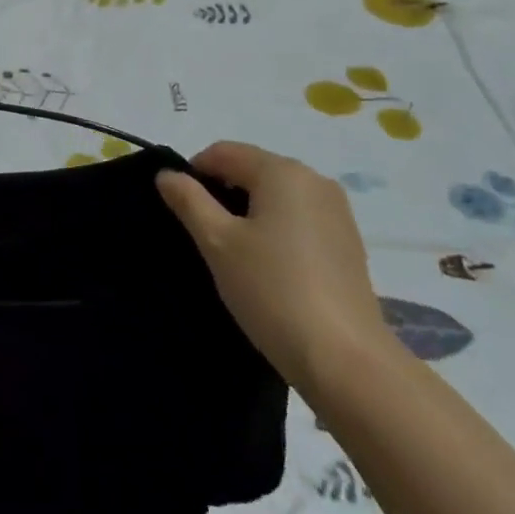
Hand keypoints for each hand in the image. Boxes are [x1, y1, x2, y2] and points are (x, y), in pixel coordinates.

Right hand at [157, 142, 389, 395]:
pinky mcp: (348, 242)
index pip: (224, 152)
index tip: (180, 210)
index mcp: (282, 171)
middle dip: (222, 193)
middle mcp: (314, 180)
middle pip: (253, 169)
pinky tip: (268, 267)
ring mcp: (337, 211)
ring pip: (276, 195)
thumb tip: (166, 174)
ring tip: (234, 254)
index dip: (193, 173)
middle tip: (204, 235)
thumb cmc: (272, 291)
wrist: (345, 360)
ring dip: (249, 212)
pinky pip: (299, 218)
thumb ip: (189, 201)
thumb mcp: (217, 243)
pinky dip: (276, 229)